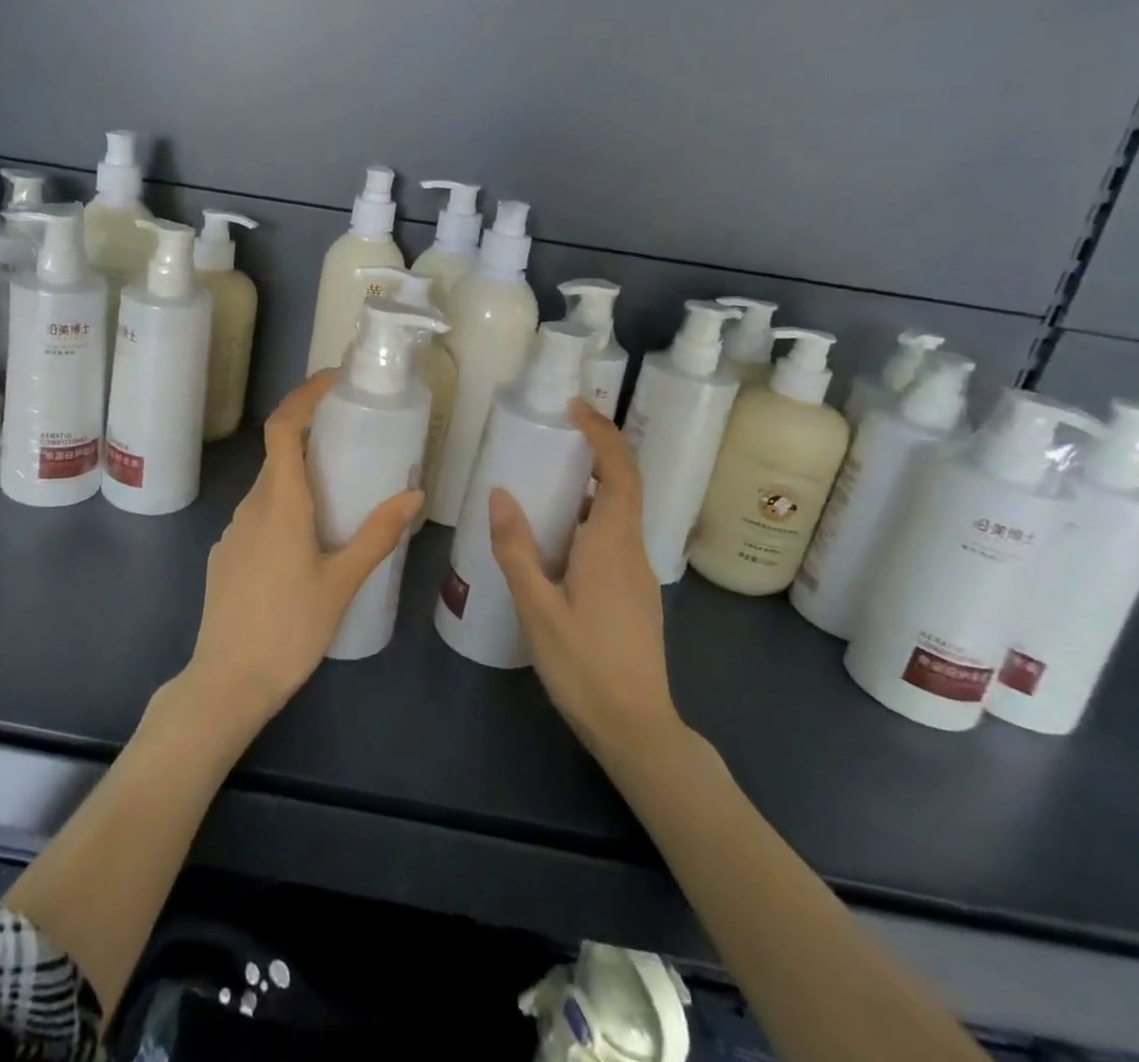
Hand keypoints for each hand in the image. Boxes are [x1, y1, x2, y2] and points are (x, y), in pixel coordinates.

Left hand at [185, 371, 421, 727]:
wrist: (227, 682)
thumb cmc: (289, 629)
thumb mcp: (342, 582)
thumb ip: (377, 535)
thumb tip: (413, 495)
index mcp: (280, 503)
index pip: (282, 428)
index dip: (303, 396)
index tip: (333, 381)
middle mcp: (251, 506)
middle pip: (278, 456)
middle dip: (311, 438)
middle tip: (352, 442)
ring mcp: (233, 531)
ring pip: (269, 488)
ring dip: (299, 479)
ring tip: (338, 496)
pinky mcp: (226, 555)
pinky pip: (258, 517)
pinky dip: (284, 510)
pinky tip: (306, 544)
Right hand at [488, 400, 681, 762]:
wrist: (636, 729)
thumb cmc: (584, 666)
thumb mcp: (538, 607)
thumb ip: (517, 549)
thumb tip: (500, 493)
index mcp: (612, 545)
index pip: (619, 472)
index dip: (602, 434)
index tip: (574, 408)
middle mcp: (632, 551)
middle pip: (623, 486)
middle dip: (596, 452)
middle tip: (555, 434)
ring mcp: (638, 575)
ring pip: (618, 514)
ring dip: (590, 486)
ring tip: (545, 480)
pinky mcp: (634, 594)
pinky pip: (613, 538)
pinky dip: (589, 517)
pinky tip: (556, 537)